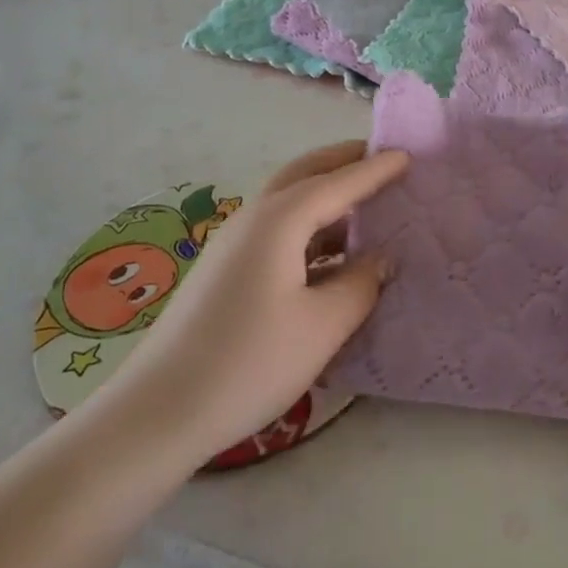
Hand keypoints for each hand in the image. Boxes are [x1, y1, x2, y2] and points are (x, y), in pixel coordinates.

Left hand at [101, 141, 408, 466]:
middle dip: (343, 162)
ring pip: (288, 200)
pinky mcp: (224, 269)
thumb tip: (381, 259)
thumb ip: (361, 284)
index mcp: (280, 219)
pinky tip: (329, 254)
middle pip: (305, 173)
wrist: (159, 411)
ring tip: (364, 205)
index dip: (375, 169)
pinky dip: (309, 225)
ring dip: (326, 193)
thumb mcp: (322, 325)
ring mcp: (233, 243)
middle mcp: (254, 217)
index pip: (339, 182)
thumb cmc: (250, 362)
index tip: (408, 156)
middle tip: (381, 159)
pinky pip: (277, 228)